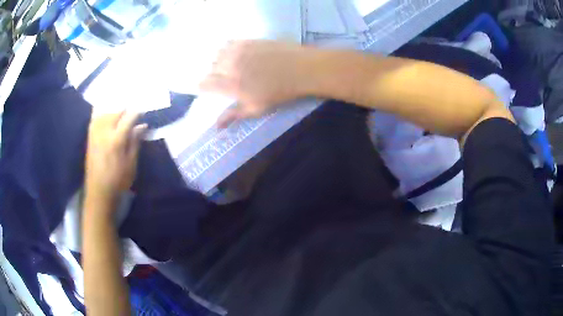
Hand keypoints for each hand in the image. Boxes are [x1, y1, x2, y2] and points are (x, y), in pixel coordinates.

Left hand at [85, 112, 145, 205]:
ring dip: (114, 111)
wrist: (99, 193)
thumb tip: (142, 125)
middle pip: (116, 112)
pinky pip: (95, 119)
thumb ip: (135, 142)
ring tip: (120, 116)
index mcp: (116, 140)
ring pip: (104, 113)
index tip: (142, 112)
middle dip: (125, 110)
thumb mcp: (131, 164)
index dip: (136, 113)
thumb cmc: (118, 181)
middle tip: (132, 115)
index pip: (128, 118)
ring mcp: (95, 134)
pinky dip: (102, 115)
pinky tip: (106, 117)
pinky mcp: (89, 138)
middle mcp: (104, 133)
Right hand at [200, 40, 313, 126]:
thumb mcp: (256, 108)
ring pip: (217, 54)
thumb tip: (216, 126)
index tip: (207, 88)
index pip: (205, 84)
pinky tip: (235, 53)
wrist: (300, 69)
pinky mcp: (247, 41)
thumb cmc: (279, 92)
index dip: (202, 86)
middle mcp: (230, 66)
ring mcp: (238, 51)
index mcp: (231, 85)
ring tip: (228, 65)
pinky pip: (229, 43)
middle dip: (212, 74)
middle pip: (210, 68)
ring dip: (218, 60)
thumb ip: (233, 115)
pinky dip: (227, 48)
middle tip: (222, 79)